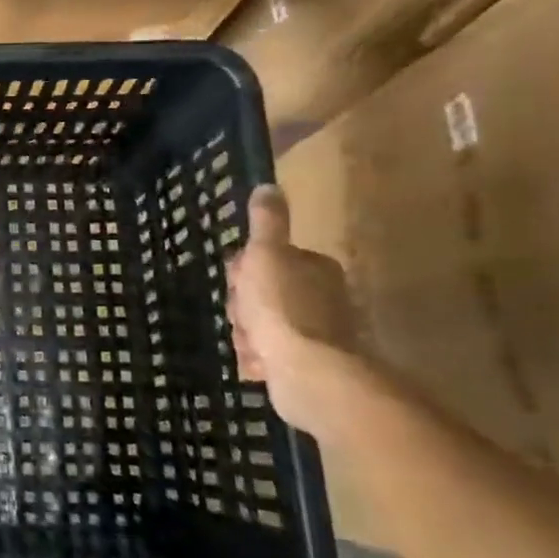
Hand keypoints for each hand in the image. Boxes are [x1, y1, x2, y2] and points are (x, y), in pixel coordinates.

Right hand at [227, 186, 359, 432]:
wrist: (308, 372)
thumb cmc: (282, 307)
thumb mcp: (266, 254)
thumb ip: (267, 222)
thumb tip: (269, 185)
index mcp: (314, 267)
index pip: (264, 259)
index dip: (242, 271)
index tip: (236, 282)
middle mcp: (322, 297)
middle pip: (260, 294)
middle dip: (242, 308)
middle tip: (243, 317)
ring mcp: (317, 333)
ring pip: (260, 326)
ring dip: (247, 335)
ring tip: (252, 345)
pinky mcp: (309, 364)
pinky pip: (269, 355)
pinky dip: (258, 359)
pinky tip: (258, 364)